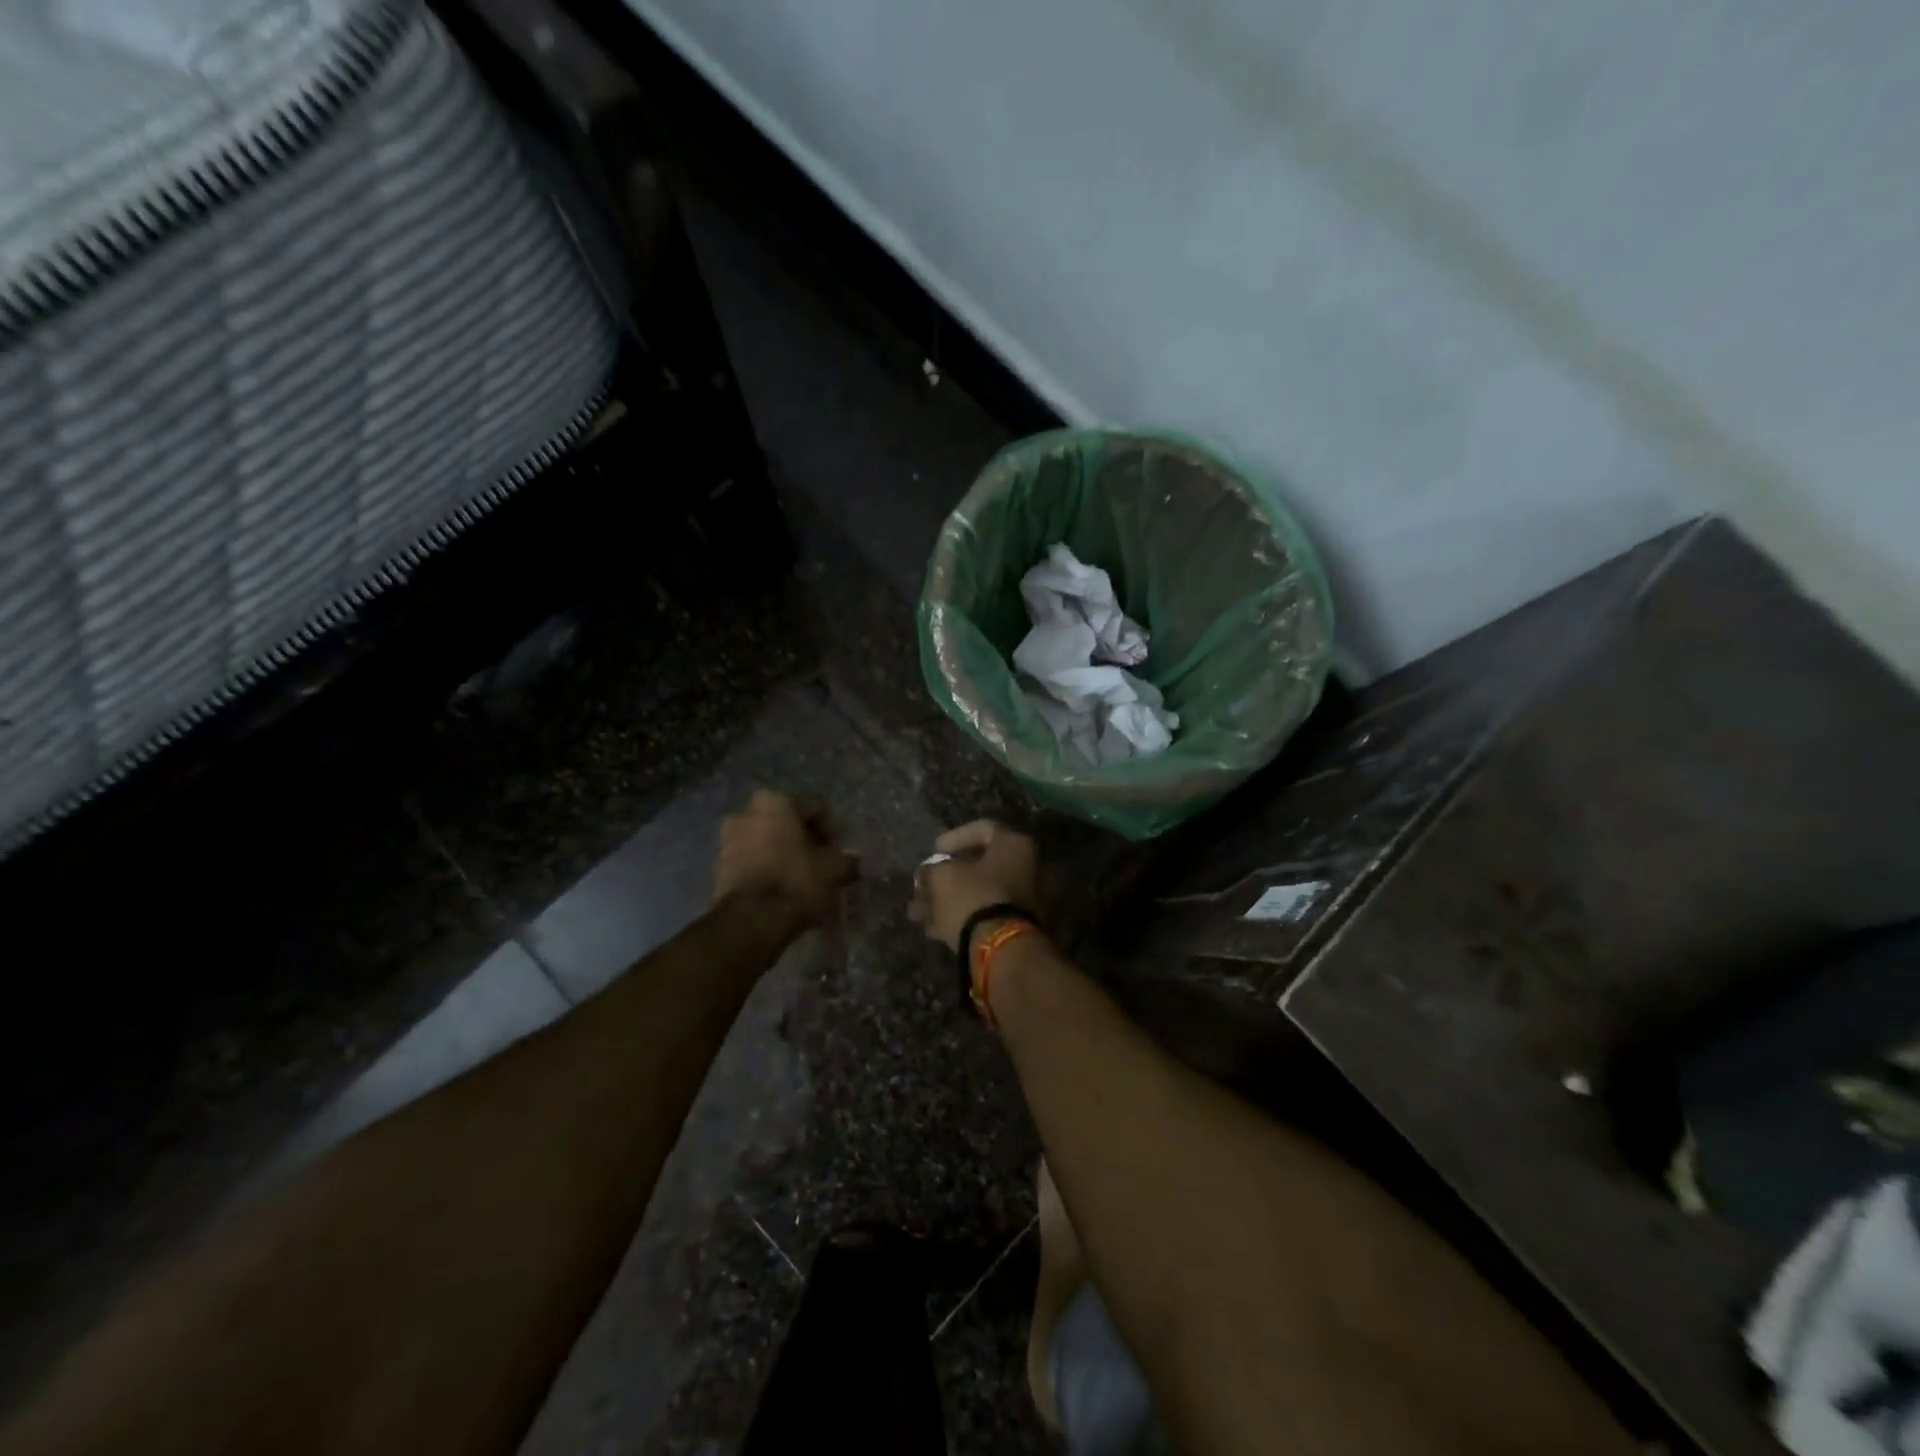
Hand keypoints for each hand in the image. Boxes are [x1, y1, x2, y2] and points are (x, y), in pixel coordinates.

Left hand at [713, 791, 856, 930]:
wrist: (750, 921)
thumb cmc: (796, 881)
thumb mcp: (834, 869)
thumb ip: (847, 860)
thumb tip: (852, 862)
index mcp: (775, 801)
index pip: (815, 808)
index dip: (832, 831)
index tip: (839, 853)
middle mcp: (746, 812)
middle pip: (788, 824)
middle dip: (805, 841)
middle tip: (822, 864)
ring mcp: (728, 839)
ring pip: (768, 842)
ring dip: (785, 855)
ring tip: (802, 879)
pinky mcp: (719, 867)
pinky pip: (753, 861)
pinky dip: (768, 869)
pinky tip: (782, 889)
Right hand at [910, 820, 1040, 950]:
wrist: (1002, 951)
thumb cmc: (973, 898)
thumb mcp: (942, 876)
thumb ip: (933, 869)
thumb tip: (930, 872)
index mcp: (1017, 845)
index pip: (984, 829)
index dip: (955, 837)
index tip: (935, 851)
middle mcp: (1031, 868)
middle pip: (982, 867)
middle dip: (948, 877)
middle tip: (923, 886)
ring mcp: (1030, 901)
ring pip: (982, 895)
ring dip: (950, 901)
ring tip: (919, 914)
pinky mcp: (1024, 929)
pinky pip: (990, 916)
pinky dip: (964, 919)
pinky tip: (934, 930)